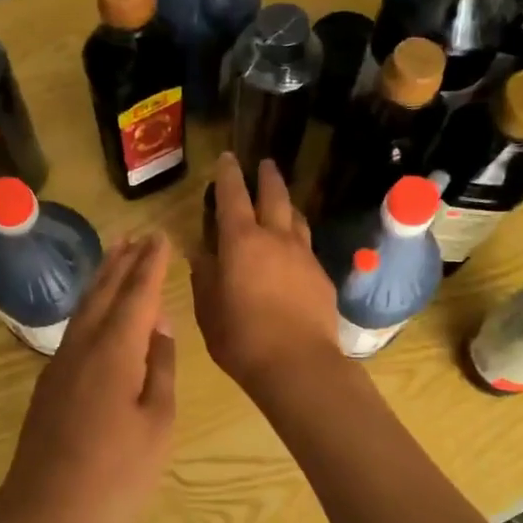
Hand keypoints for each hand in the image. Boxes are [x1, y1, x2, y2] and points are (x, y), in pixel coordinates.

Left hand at [0, 233, 176, 522]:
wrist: (43, 516)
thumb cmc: (114, 476)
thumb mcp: (156, 424)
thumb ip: (159, 369)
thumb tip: (159, 327)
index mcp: (114, 353)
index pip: (137, 295)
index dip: (151, 265)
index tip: (161, 238)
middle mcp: (83, 347)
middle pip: (105, 293)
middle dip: (124, 263)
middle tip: (140, 236)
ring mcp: (61, 366)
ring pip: (85, 309)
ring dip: (104, 279)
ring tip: (118, 256)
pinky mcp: (51, 385)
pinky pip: (76, 329)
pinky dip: (92, 306)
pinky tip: (98, 311)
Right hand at [190, 153, 341, 400]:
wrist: (298, 364)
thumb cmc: (241, 338)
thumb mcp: (208, 309)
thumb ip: (204, 276)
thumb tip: (201, 253)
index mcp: (241, 242)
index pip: (233, 196)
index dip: (228, 174)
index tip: (227, 158)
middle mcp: (276, 238)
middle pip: (274, 196)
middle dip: (267, 177)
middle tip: (264, 164)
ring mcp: (304, 256)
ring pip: (297, 218)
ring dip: (287, 205)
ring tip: (282, 203)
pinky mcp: (322, 277)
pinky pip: (307, 247)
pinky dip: (297, 240)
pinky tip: (293, 253)